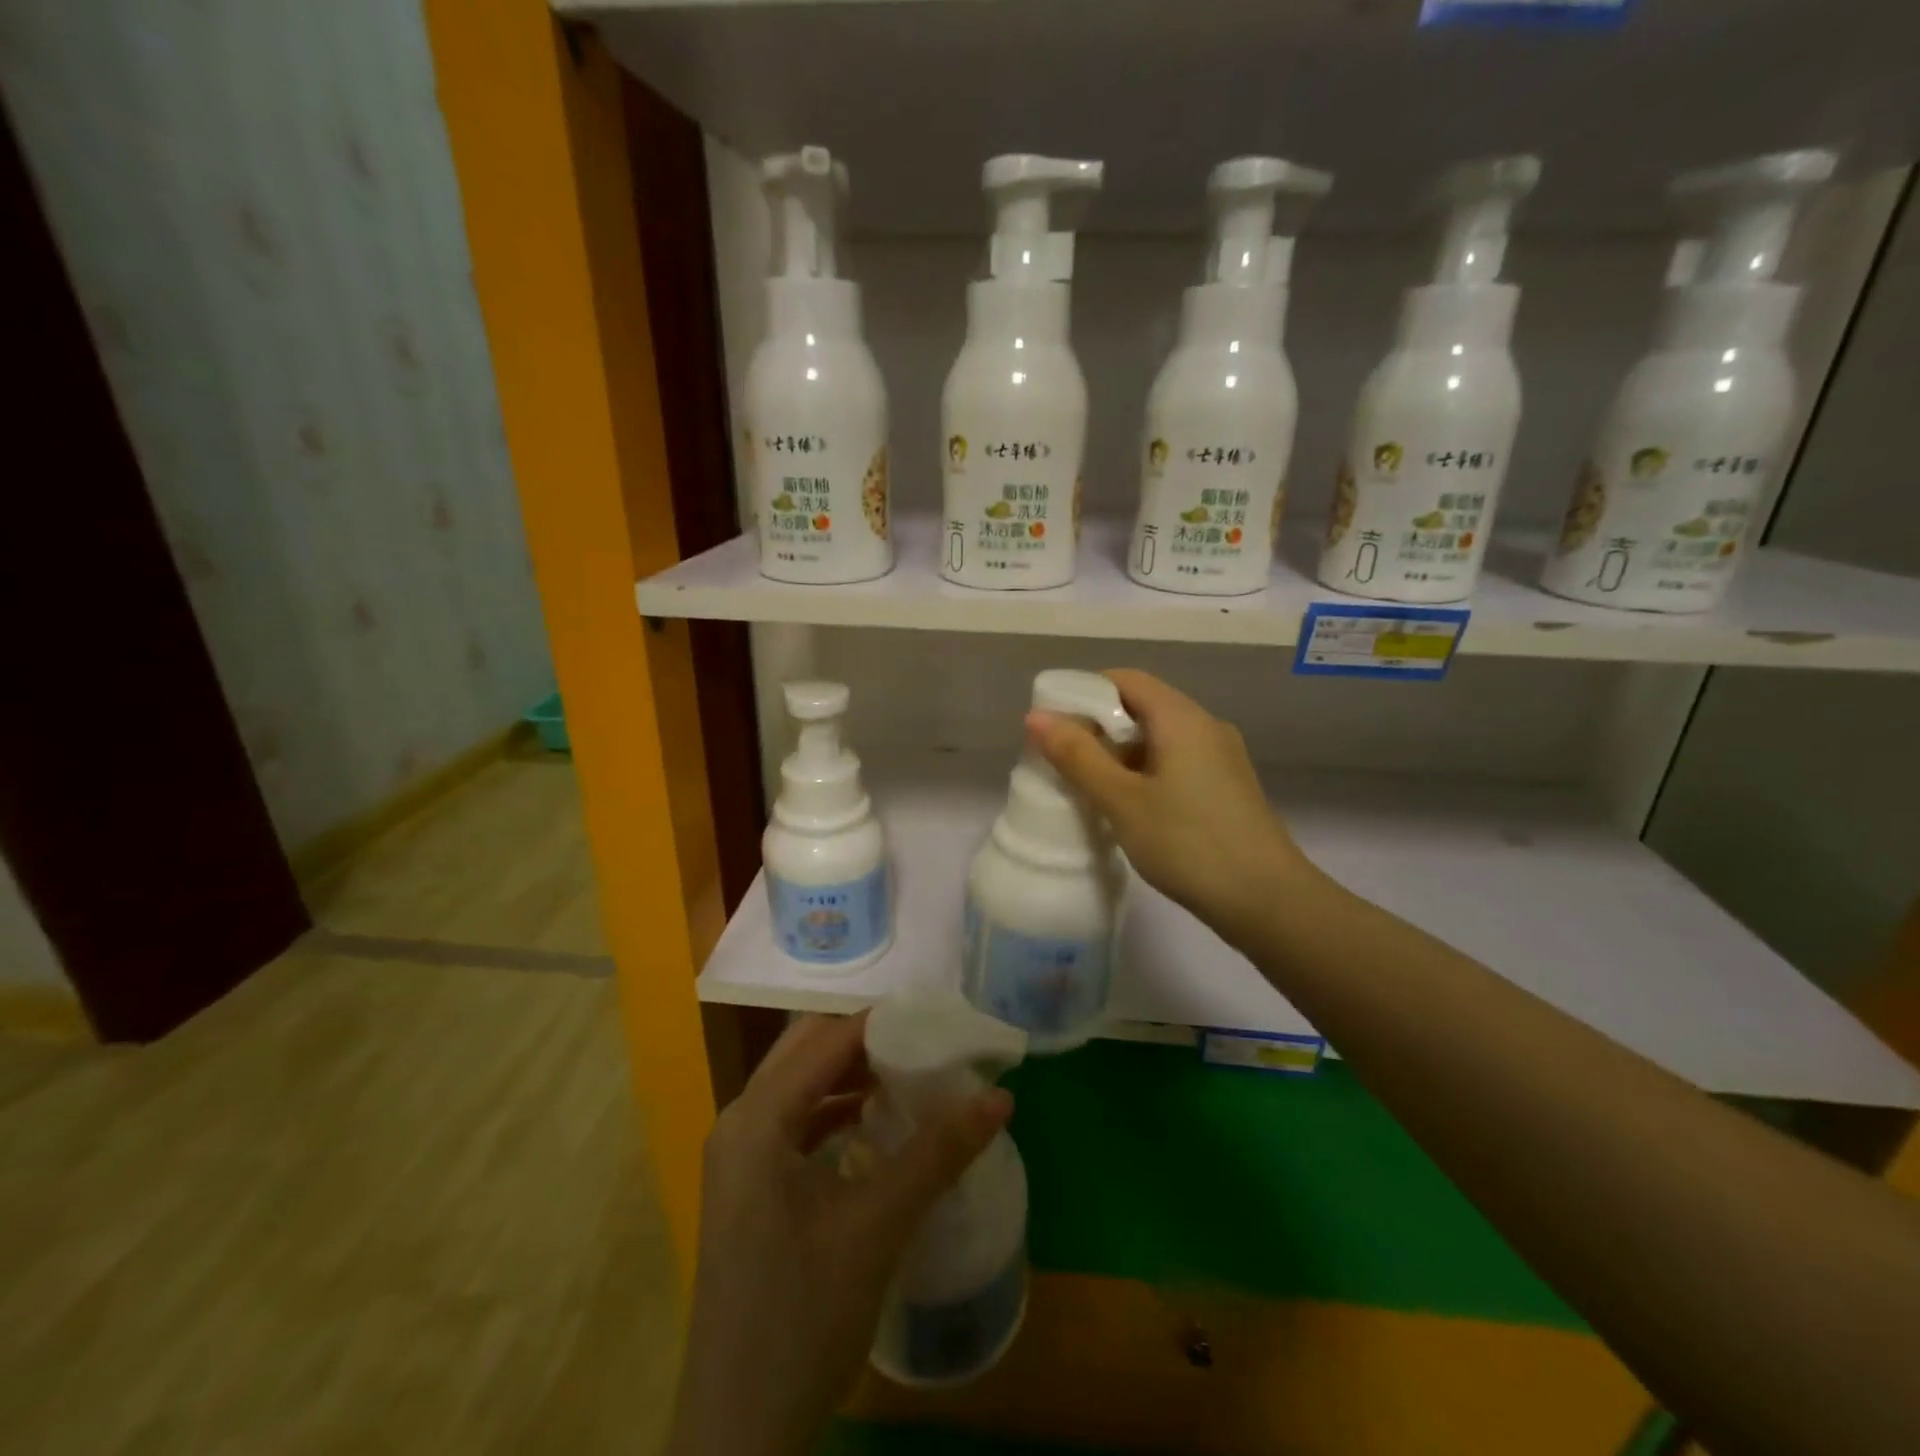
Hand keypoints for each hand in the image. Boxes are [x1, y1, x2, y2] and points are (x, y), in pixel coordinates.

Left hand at [667, 1013, 1012, 1455]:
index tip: (937, 1016)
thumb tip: (1000, 1096)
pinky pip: (796, 1123)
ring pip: (800, 1086)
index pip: (825, 1039)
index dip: (882, 1021)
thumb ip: (938, 1152)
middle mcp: (739, 1123)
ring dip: (851, 1075)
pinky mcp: (750, 1188)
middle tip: (926, 1040)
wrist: (739, 1433)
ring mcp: (739, 1158)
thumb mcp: (878, 1225)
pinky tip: (876, 1125)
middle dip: (866, 1041)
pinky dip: (836, 1112)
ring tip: (911, 1073)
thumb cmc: (803, 1316)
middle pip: (806, 1052)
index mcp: (756, 1118)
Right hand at [1026, 669, 1314, 948]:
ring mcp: (1221, 759)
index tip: (1052, 720)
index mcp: (1182, 718)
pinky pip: (1176, 764)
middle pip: (1143, 708)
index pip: (1126, 680)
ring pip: (1159, 739)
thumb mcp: (1122, 800)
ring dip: (1120, 754)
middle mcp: (1206, 727)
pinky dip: (1144, 773)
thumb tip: (1036, 717)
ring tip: (1086, 784)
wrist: (1268, 901)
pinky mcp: (1226, 789)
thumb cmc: (1188, 843)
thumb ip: (1078, 756)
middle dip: (1098, 726)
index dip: (1085, 691)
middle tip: (1061, 757)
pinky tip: (1125, 806)